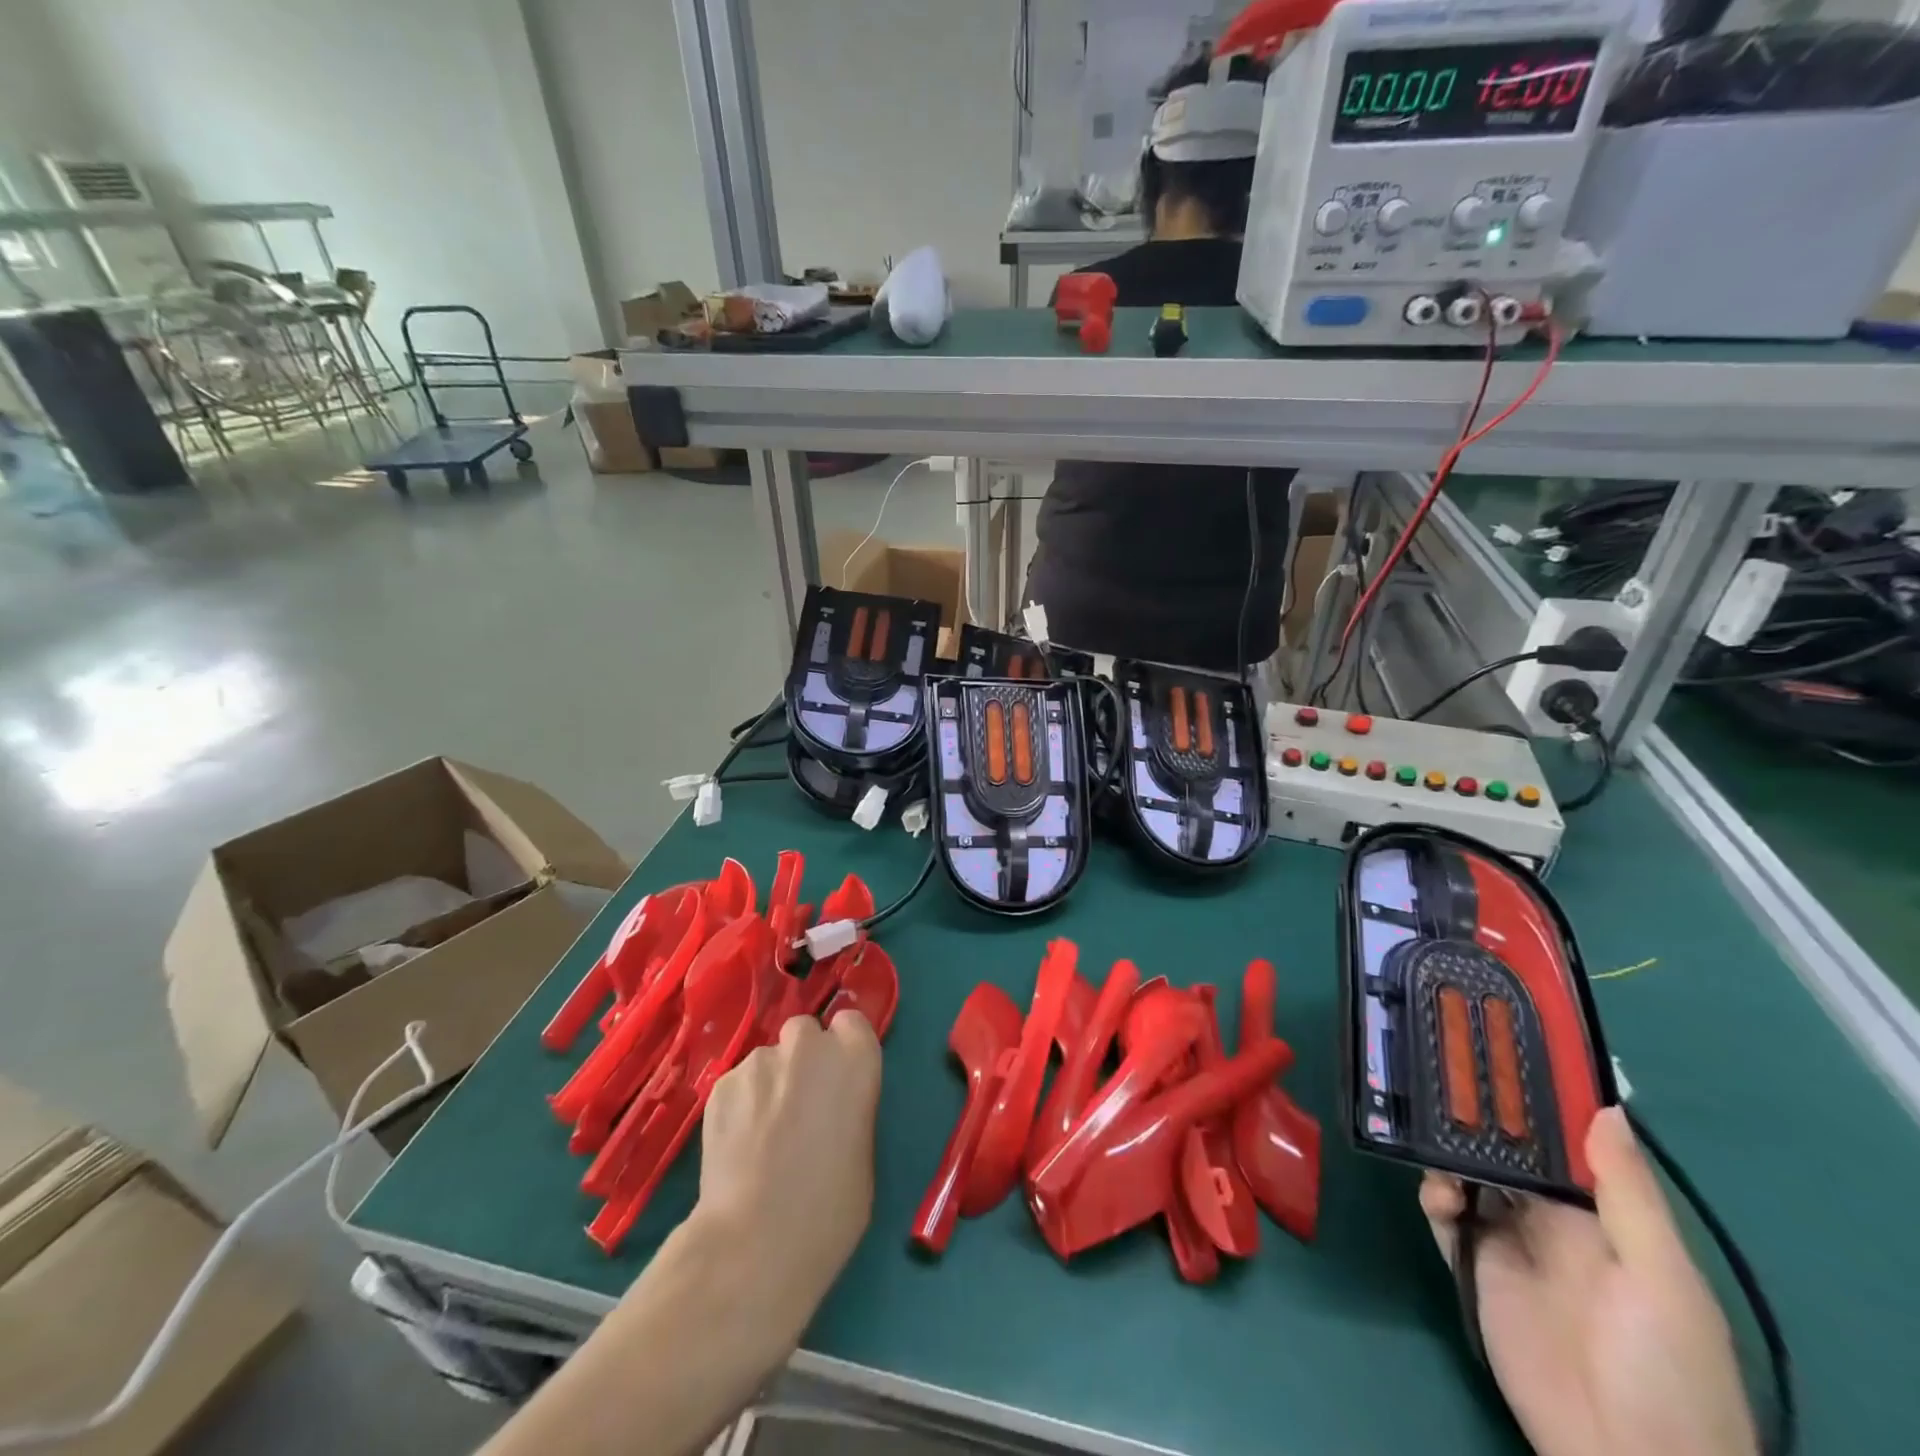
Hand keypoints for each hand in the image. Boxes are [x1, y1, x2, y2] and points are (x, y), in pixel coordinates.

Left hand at [692, 1010, 882, 1338]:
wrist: (755, 1241)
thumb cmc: (830, 1208)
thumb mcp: (864, 1153)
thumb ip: (850, 1110)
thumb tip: (831, 1110)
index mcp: (854, 1057)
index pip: (851, 1023)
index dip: (843, 1049)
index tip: (838, 1080)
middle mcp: (808, 1046)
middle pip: (805, 1033)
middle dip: (803, 1060)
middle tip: (799, 1105)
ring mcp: (759, 1061)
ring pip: (767, 1060)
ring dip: (769, 1085)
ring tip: (761, 1136)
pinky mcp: (721, 1085)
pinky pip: (738, 1085)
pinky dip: (740, 1105)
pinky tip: (737, 1147)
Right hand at [1420, 1107, 1755, 1455]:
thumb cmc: (1666, 1367)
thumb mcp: (1662, 1280)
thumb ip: (1627, 1196)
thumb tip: (1605, 1107)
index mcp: (1605, 1217)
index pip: (1566, 1144)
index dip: (1538, 1102)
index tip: (1503, 1054)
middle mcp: (1554, 1220)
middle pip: (1508, 1153)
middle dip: (1479, 1119)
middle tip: (1444, 1078)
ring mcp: (1510, 1242)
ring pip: (1470, 1175)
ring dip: (1450, 1153)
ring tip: (1431, 1136)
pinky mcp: (1473, 1265)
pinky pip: (1444, 1217)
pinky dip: (1434, 1195)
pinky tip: (1437, 1194)